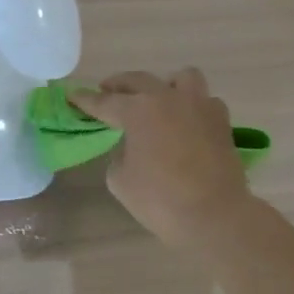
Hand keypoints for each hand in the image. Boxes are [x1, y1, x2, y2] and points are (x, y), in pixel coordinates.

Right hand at [71, 69, 250, 245]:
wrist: (215, 216)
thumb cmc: (160, 200)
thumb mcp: (120, 179)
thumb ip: (119, 154)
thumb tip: (131, 146)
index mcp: (137, 110)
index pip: (104, 101)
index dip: (85, 100)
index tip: (72, 95)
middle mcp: (167, 98)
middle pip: (138, 80)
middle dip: (118, 85)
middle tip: (107, 93)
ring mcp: (198, 106)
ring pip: (181, 77)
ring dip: (165, 85)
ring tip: (158, 101)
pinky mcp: (221, 121)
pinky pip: (205, 101)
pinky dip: (193, 107)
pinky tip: (187, 123)